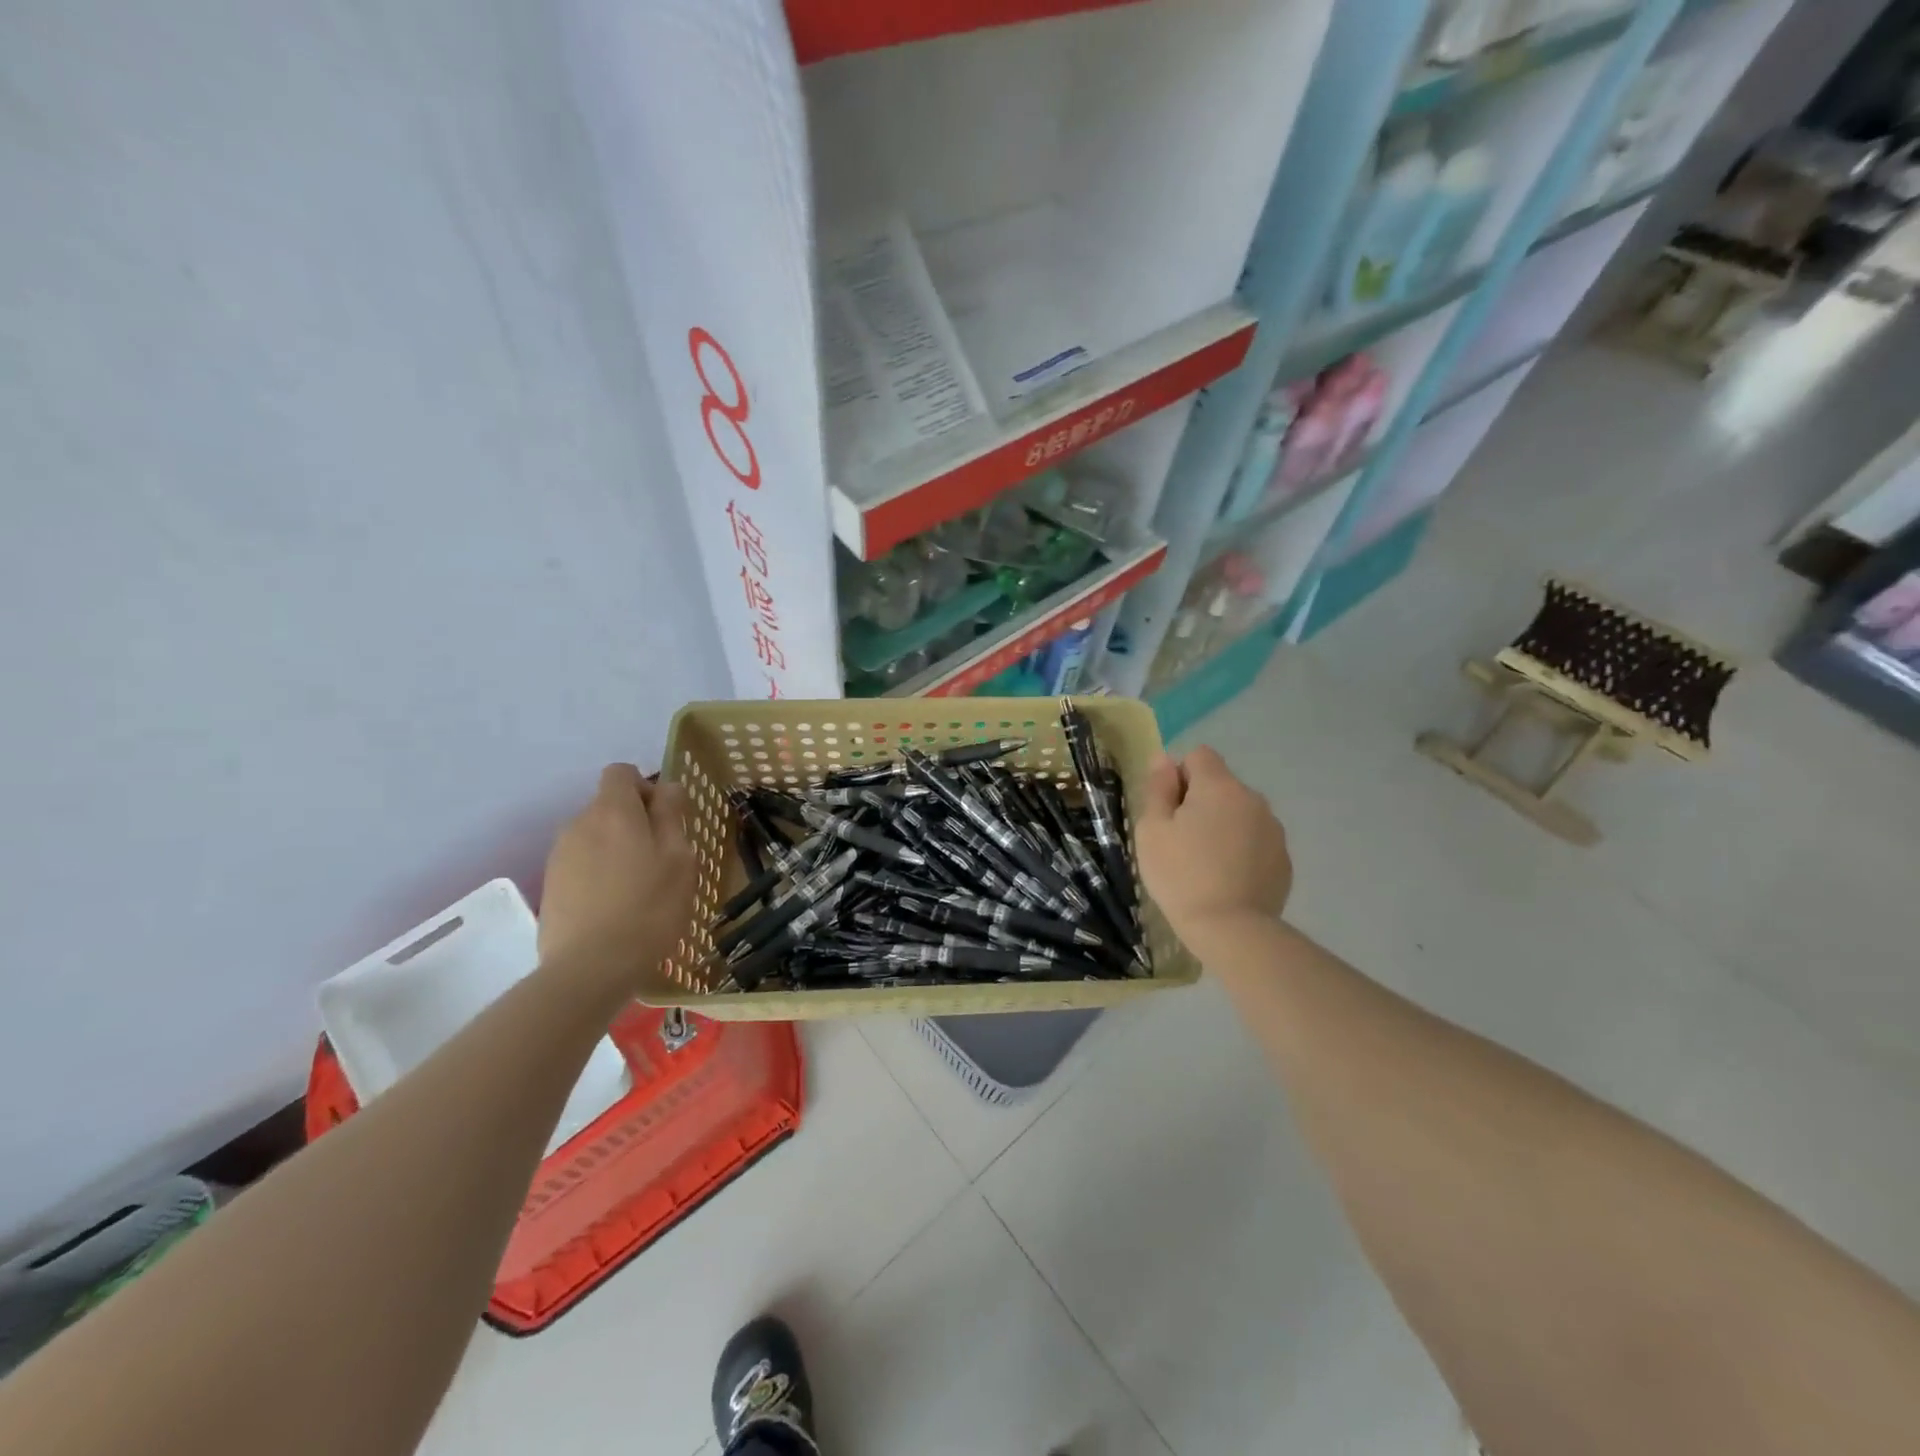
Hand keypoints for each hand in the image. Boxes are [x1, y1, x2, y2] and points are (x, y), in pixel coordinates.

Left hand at [538, 764, 695, 990]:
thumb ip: (671, 815)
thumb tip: (666, 787)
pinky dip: (599, 874)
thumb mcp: (679, 859)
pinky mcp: (550, 886)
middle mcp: (579, 824)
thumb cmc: (649, 908)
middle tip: (661, 860)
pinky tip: (615, 907)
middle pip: (608, 806)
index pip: (621, 773)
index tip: (665, 818)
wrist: (590, 969)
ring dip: (617, 850)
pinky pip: (581, 864)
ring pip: (595, 837)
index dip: (645, 787)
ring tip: (638, 888)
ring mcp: (559, 856)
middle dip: (634, 822)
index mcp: (613, 812)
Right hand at [1137, 747, 1291, 942]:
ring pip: (1239, 812)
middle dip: (1201, 802)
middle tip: (1181, 841)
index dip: (1179, 776)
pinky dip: (1241, 849)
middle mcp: (1252, 798)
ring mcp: (1273, 829)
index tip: (1169, 810)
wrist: (1230, 929)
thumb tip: (1164, 758)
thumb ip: (1158, 788)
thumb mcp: (1152, 830)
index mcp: (1219, 786)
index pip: (1199, 756)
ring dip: (1223, 825)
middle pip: (1220, 784)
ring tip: (1206, 863)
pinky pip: (1255, 840)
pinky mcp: (1284, 858)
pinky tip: (1228, 878)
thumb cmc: (1181, 875)